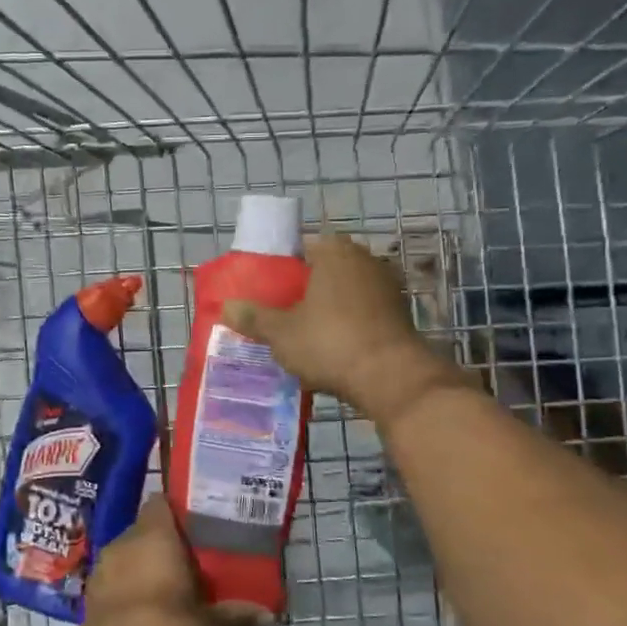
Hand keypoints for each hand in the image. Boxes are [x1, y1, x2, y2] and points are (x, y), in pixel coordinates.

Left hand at [82, 496, 269, 625]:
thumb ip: (239, 614)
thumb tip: (267, 612)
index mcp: (152, 538)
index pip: (162, 502)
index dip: (181, 509)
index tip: (203, 524)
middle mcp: (122, 546)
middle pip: (147, 531)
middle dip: (169, 544)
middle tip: (199, 561)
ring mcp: (101, 575)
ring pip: (130, 559)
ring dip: (149, 570)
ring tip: (178, 590)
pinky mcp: (90, 605)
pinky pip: (117, 585)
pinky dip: (133, 593)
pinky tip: (153, 615)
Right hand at [222, 230, 464, 426]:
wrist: (390, 378)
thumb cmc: (330, 342)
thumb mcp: (281, 333)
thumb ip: (253, 317)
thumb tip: (226, 307)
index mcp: (336, 252)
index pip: (302, 247)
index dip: (282, 267)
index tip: (268, 290)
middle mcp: (366, 260)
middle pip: (325, 270)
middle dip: (305, 290)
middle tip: (281, 313)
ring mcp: (388, 287)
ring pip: (346, 293)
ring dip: (328, 309)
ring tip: (303, 334)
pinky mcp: (400, 315)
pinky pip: (363, 314)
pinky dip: (348, 325)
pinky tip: (332, 348)